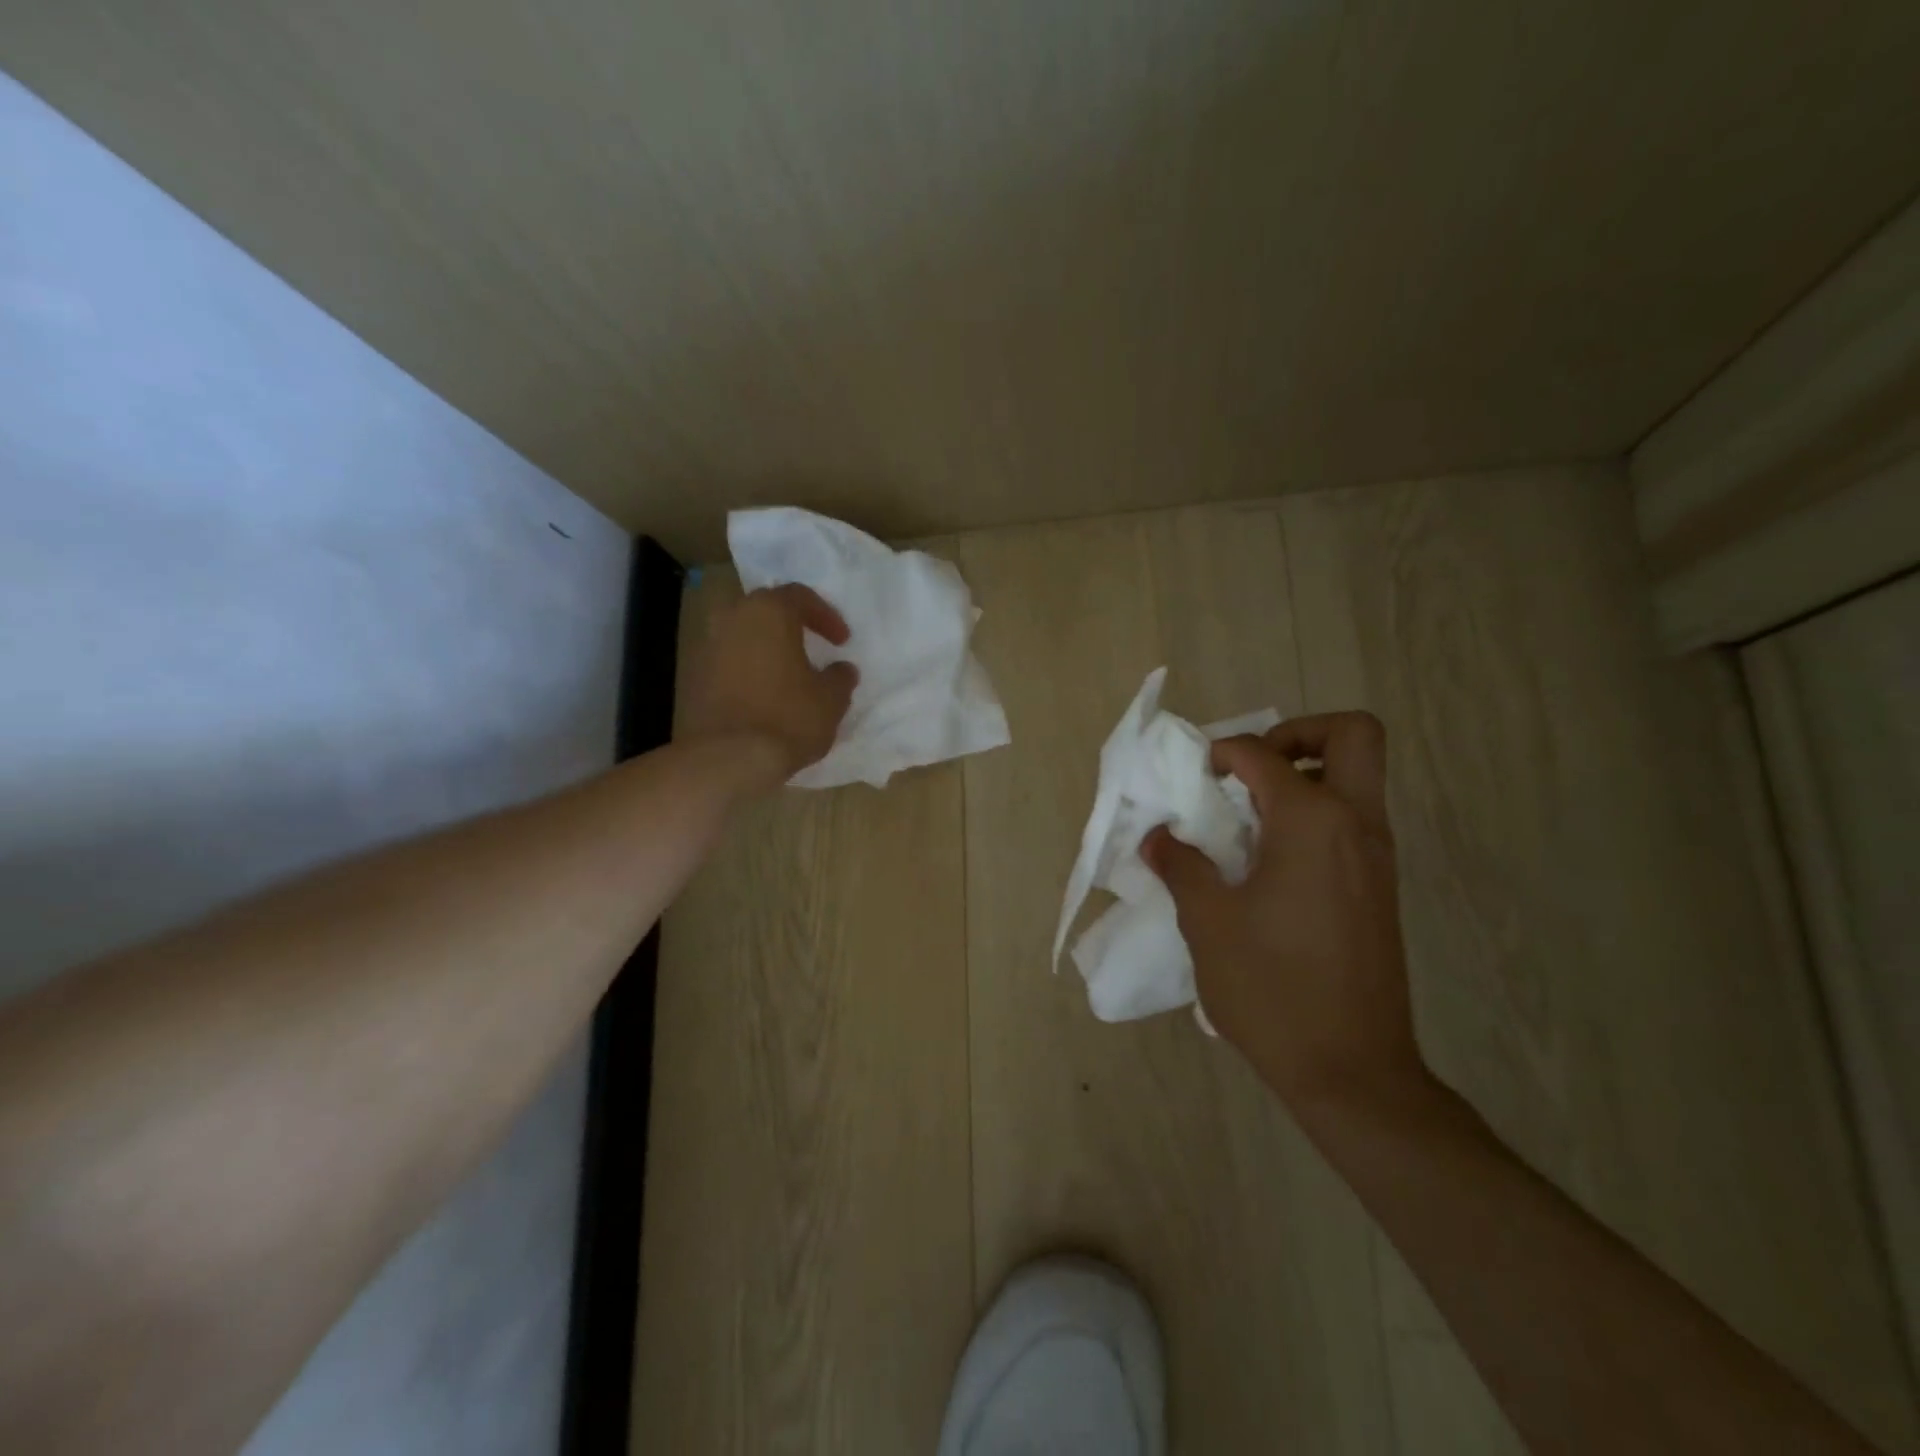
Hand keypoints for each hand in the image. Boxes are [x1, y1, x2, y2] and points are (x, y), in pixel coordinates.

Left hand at [681, 584, 858, 785]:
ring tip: (789, 674)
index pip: (800, 596)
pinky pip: (729, 662)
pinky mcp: (694, 676)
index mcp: (769, 612)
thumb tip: (842, 669)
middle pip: (767, 610)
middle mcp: (733, 618)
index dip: (826, 616)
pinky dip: (749, 670)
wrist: (727, 758)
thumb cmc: (788, 718)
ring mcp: (708, 646)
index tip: (841, 641)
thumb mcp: (831, 699)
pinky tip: (765, 695)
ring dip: (767, 649)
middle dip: (791, 626)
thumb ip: (840, 678)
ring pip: (744, 636)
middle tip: (812, 647)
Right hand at [1143, 711, 1425, 1114]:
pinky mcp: (1378, 888)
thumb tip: (1160, 837)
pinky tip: (1267, 861)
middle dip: (1298, 734)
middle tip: (1250, 770)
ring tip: (1248, 816)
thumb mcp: (1207, 922)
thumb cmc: (1271, 988)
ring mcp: (1376, 857)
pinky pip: (1352, 820)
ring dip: (1304, 775)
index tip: (1193, 778)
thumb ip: (1181, 865)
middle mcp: (1356, 825)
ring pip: (1357, 778)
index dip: (1221, 752)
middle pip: (1352, 736)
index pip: (1263, 754)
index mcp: (1312, 822)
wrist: (1350, 1070)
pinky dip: (1313, 813)